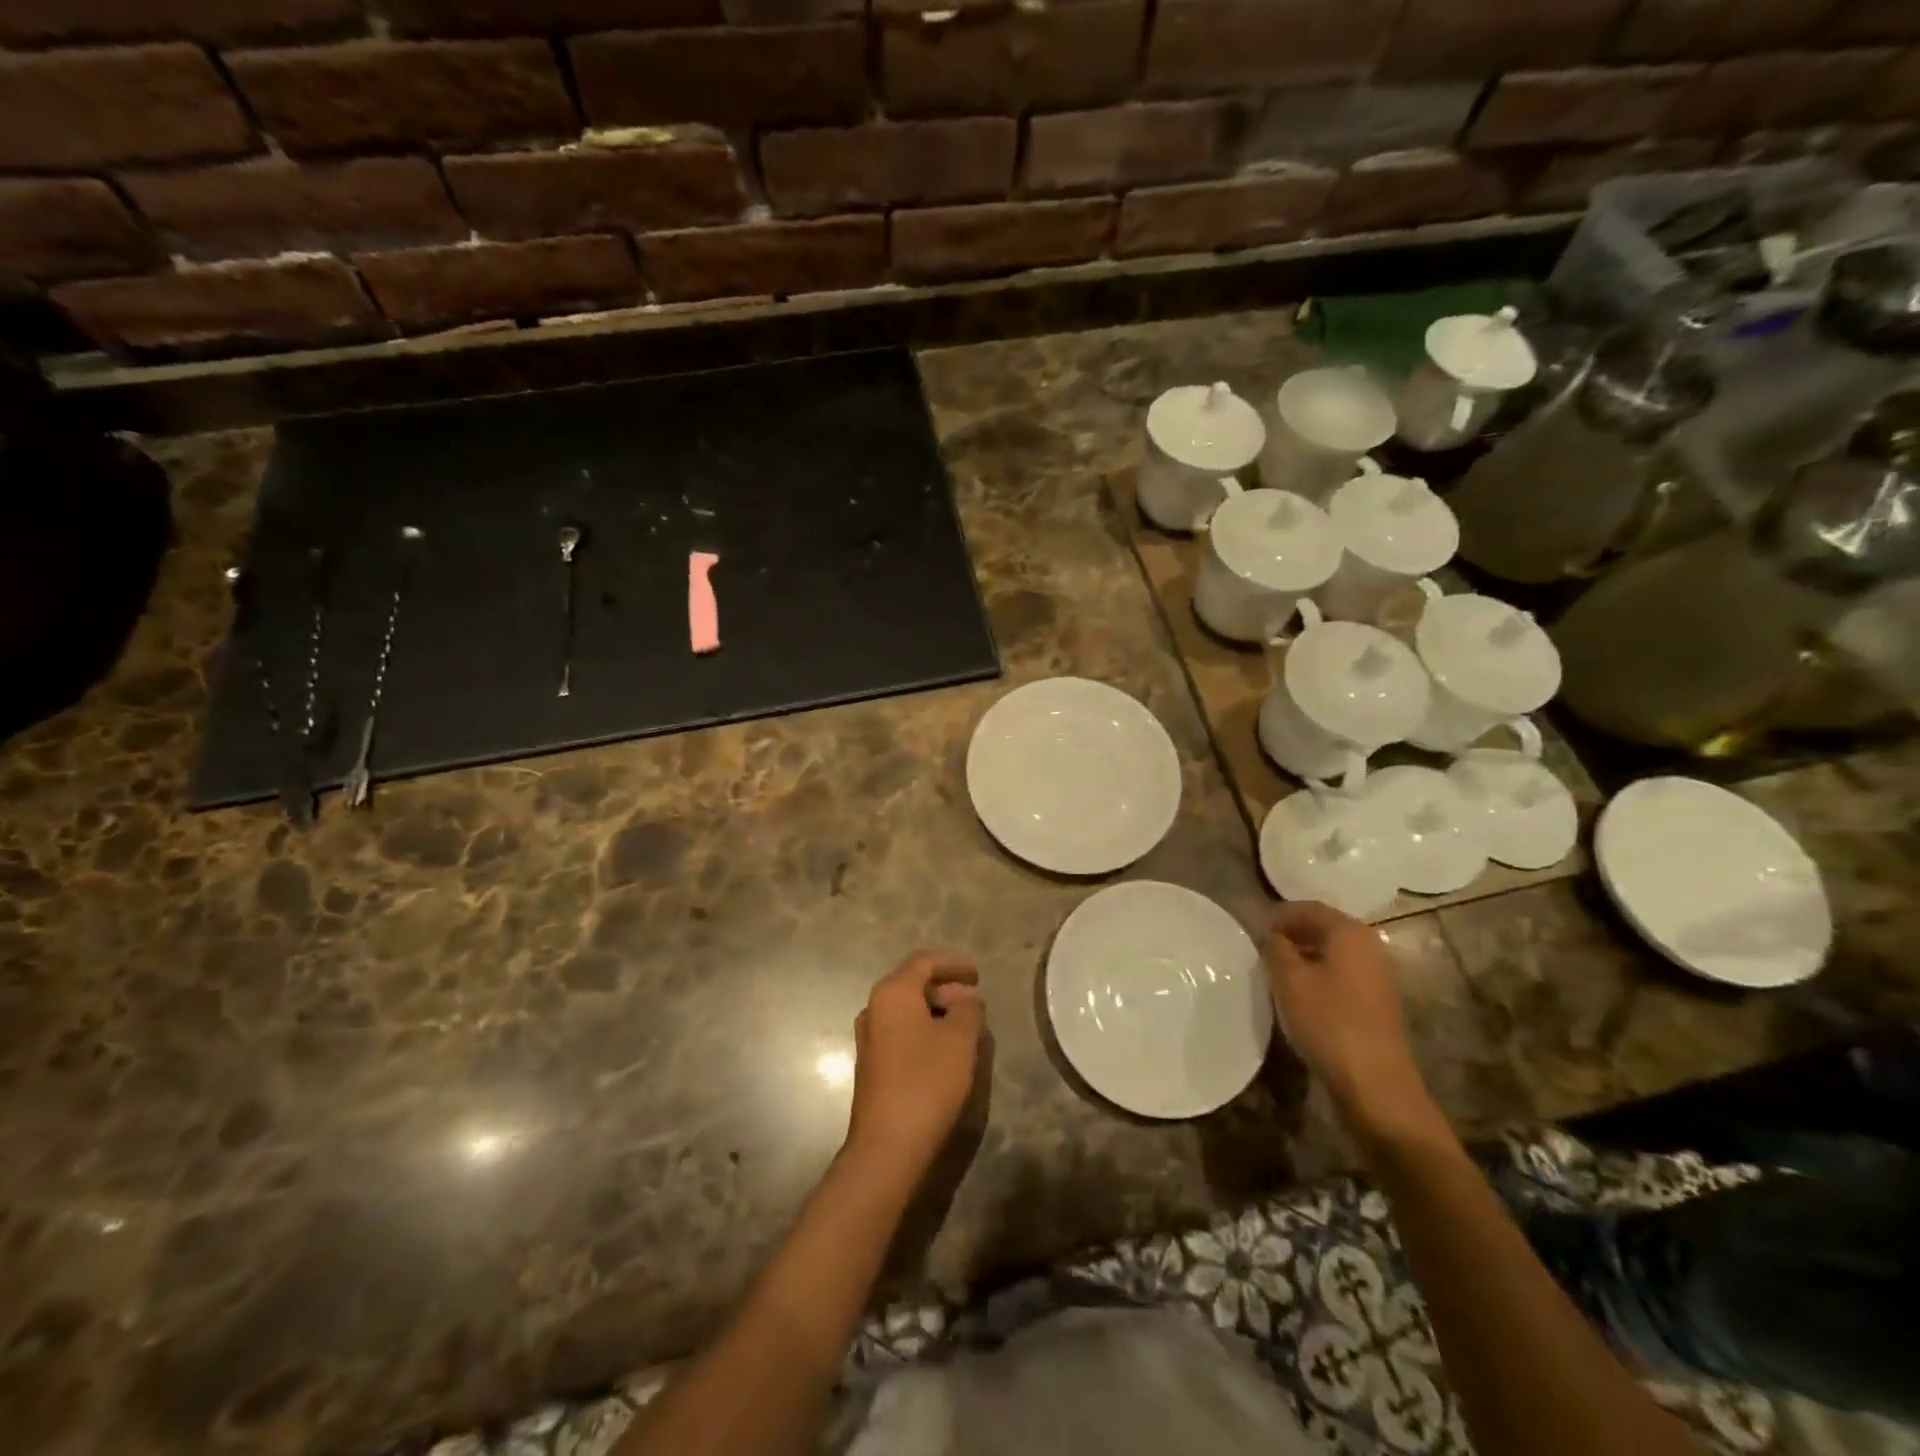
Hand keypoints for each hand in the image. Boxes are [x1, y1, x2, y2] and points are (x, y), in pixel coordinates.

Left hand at [844, 951, 983, 1178]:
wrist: (887, 1145)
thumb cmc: (926, 1081)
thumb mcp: (959, 1040)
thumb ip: (968, 1010)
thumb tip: (966, 1000)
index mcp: (892, 993)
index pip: (924, 962)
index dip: (953, 963)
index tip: (978, 973)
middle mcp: (874, 1008)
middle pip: (913, 983)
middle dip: (946, 987)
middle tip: (975, 999)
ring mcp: (869, 1037)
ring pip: (907, 1009)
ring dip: (936, 1009)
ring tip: (965, 1022)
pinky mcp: (872, 1063)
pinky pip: (902, 1030)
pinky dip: (924, 1028)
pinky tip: (945, 1046)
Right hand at [1265, 903, 1438, 1143]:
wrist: (1374, 1083)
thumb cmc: (1327, 1021)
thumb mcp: (1289, 980)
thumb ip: (1276, 948)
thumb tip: (1274, 936)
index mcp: (1349, 932)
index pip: (1309, 908)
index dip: (1279, 915)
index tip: (1255, 931)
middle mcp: (1369, 946)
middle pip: (1324, 928)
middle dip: (1292, 934)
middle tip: (1263, 950)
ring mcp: (1378, 975)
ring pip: (1333, 952)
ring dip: (1305, 956)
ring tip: (1277, 972)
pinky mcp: (1378, 1001)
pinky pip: (1342, 974)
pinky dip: (1320, 975)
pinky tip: (1300, 994)